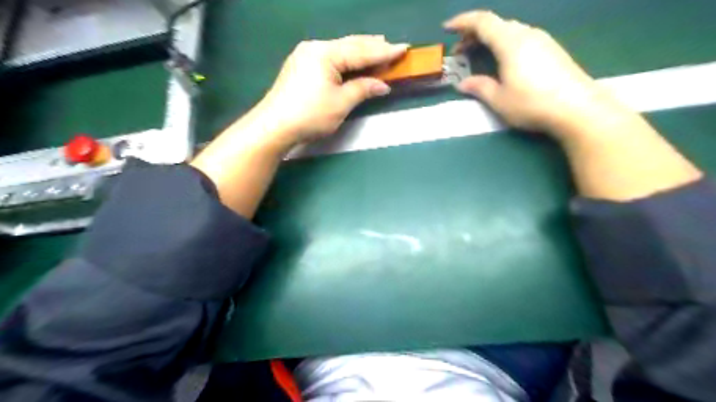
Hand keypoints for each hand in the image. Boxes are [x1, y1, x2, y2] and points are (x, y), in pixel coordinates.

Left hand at [252, 34, 407, 150]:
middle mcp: (315, 48)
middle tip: (392, 47)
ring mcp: (305, 55)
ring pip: (339, 50)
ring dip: (359, 51)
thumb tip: (383, 85)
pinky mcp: (301, 66)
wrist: (275, 126)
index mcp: (326, 53)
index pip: (361, 51)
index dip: (384, 52)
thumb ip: (363, 89)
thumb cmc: (310, 115)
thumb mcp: (341, 103)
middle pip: (350, 45)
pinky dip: (345, 59)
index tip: (403, 49)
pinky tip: (352, 60)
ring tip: (377, 47)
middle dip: (372, 47)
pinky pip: (330, 57)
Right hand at [446, 11, 626, 138]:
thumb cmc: (532, 103)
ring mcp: (542, 40)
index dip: (462, 22)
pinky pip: (522, 38)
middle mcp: (527, 34)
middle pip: (496, 25)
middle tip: (460, 52)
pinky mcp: (552, 49)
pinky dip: (504, 44)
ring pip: (510, 31)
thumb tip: (463, 84)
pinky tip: (503, 62)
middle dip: (473, 35)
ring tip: (478, 57)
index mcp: (510, 42)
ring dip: (490, 40)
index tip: (446, 29)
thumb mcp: (499, 99)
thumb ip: (479, 87)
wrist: (577, 108)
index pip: (482, 22)